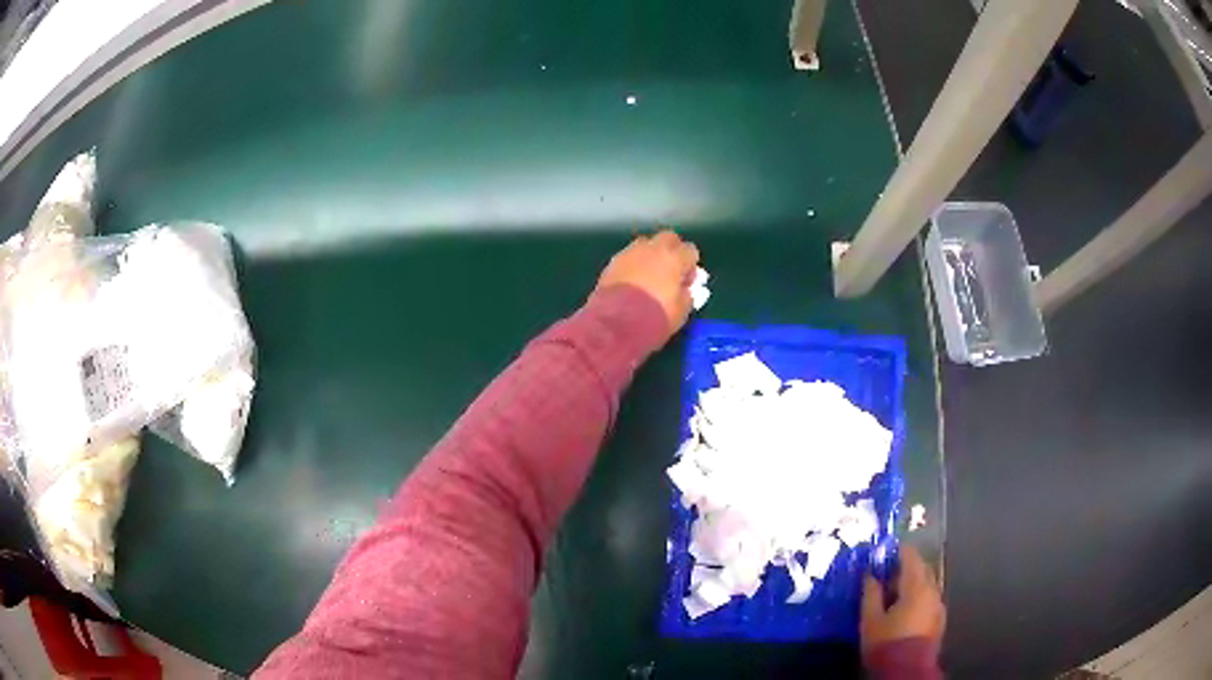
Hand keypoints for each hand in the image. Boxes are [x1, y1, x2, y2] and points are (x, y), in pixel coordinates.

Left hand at [595, 230, 699, 335]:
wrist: (616, 323)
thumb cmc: (655, 316)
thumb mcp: (681, 311)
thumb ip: (686, 294)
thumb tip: (683, 288)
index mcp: (674, 258)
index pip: (690, 251)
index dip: (690, 266)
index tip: (687, 281)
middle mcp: (653, 248)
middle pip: (668, 238)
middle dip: (672, 250)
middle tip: (670, 271)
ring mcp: (630, 252)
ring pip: (645, 244)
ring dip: (650, 255)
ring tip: (649, 275)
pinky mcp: (613, 262)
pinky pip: (628, 256)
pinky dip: (633, 264)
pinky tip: (632, 282)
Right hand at [861, 545, 945, 650]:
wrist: (907, 670)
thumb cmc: (886, 642)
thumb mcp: (870, 619)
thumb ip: (871, 593)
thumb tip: (870, 575)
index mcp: (916, 585)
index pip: (910, 556)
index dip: (897, 551)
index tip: (884, 551)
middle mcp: (932, 589)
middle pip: (922, 568)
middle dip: (906, 566)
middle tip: (886, 572)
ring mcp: (938, 603)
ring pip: (927, 582)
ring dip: (913, 581)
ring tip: (894, 592)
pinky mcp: (939, 618)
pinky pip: (929, 597)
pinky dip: (919, 595)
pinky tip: (906, 607)